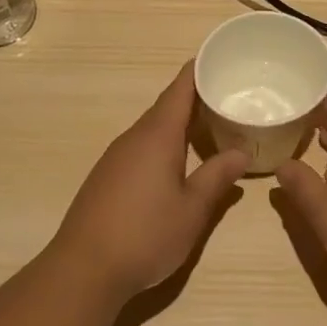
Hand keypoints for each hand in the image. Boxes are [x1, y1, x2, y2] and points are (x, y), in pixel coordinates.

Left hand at [45, 63, 249, 300]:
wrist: (84, 269)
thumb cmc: (146, 234)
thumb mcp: (193, 209)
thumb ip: (217, 177)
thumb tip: (241, 153)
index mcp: (157, 135)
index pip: (180, 90)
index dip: (198, 70)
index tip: (219, 57)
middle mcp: (133, 138)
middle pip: (166, 107)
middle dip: (194, 99)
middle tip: (228, 96)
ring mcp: (115, 158)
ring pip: (152, 129)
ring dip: (179, 124)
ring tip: (210, 127)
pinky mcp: (106, 177)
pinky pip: (140, 147)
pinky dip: (163, 144)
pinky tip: (177, 162)